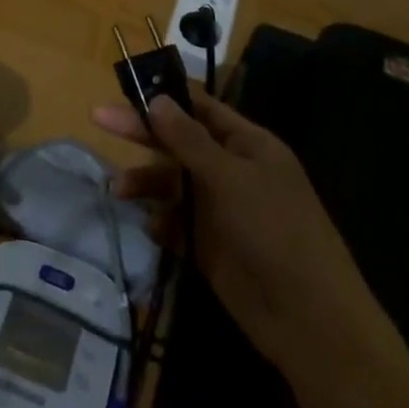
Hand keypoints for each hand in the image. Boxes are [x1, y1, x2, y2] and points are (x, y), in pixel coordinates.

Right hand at [93, 96, 408, 407]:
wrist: (309, 321)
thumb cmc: (275, 232)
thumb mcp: (230, 178)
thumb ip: (189, 140)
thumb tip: (157, 99)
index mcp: (248, 144)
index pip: (201, 107)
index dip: (165, 95)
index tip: (127, 87)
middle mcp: (233, 170)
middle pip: (180, 141)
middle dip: (143, 132)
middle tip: (99, 119)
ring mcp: (222, 208)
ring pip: (173, 183)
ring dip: (146, 182)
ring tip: (118, 189)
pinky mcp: (211, 245)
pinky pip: (177, 222)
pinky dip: (161, 221)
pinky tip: (153, 228)